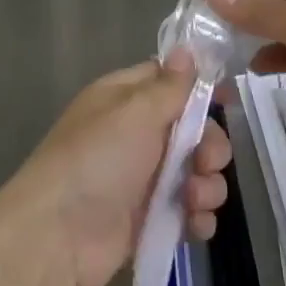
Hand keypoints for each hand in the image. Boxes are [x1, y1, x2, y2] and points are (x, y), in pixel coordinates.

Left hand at [0, 51, 230, 285]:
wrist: (57, 236)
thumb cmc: (96, 160)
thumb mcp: (135, 112)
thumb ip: (168, 86)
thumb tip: (186, 50)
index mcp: (126, 98)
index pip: (170, 80)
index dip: (201, 87)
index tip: (228, 99)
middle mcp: (137, 134)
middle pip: (193, 130)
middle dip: (210, 145)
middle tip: (206, 161)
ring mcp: (144, 179)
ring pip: (196, 172)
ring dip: (206, 185)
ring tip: (193, 199)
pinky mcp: (150, 220)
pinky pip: (188, 211)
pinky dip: (197, 217)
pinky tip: (194, 224)